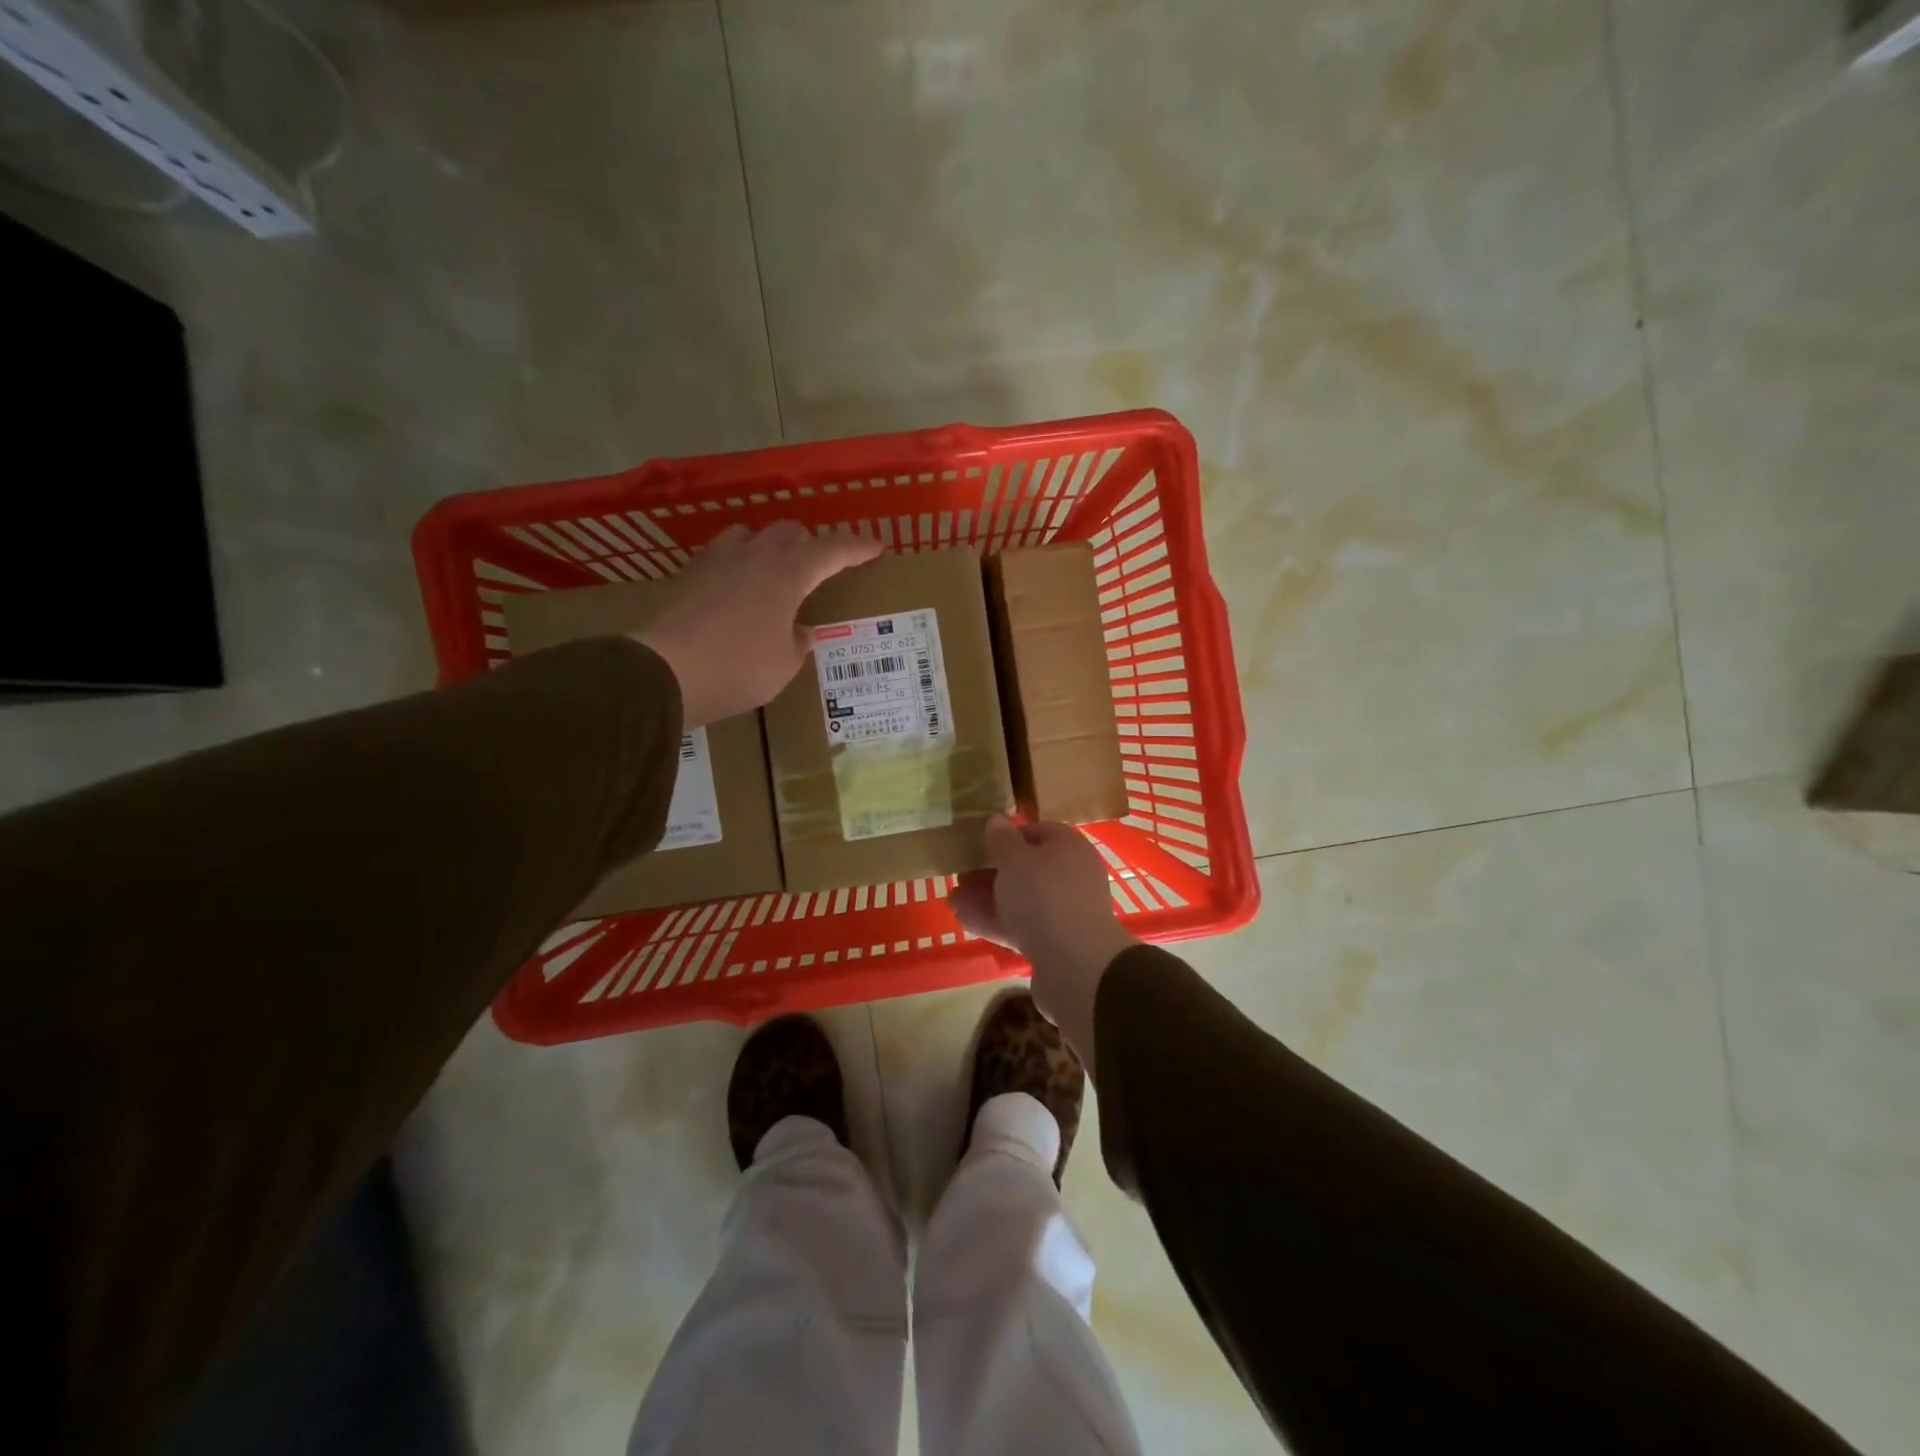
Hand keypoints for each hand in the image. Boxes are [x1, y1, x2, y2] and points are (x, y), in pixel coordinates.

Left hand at [637, 522, 881, 727]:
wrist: (666, 671)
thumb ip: (798, 642)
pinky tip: (738, 583)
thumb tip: (801, 630)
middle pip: (789, 532)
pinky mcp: (691, 574)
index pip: (831, 551)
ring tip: (775, 568)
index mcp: (788, 575)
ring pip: (751, 534)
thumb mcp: (784, 665)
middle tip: (821, 564)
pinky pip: (723, 553)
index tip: (876, 546)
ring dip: (770, 545)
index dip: (856, 548)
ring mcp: (718, 561)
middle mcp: (755, 557)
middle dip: (811, 543)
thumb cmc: (739, 669)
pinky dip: (740, 560)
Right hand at [951, 815, 1138, 1073]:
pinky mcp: (1054, 942)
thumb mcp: (1015, 860)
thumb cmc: (1044, 898)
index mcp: (1069, 848)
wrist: (1076, 966)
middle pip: (1026, 868)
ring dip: (986, 899)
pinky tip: (965, 921)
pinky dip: (995, 922)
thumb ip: (1002, 840)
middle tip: (959, 877)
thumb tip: (996, 819)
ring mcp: (1063, 911)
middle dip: (989, 873)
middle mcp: (1071, 876)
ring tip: (952, 902)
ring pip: (1020, 899)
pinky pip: (1021, 925)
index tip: (978, 844)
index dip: (1006, 836)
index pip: (1036, 832)